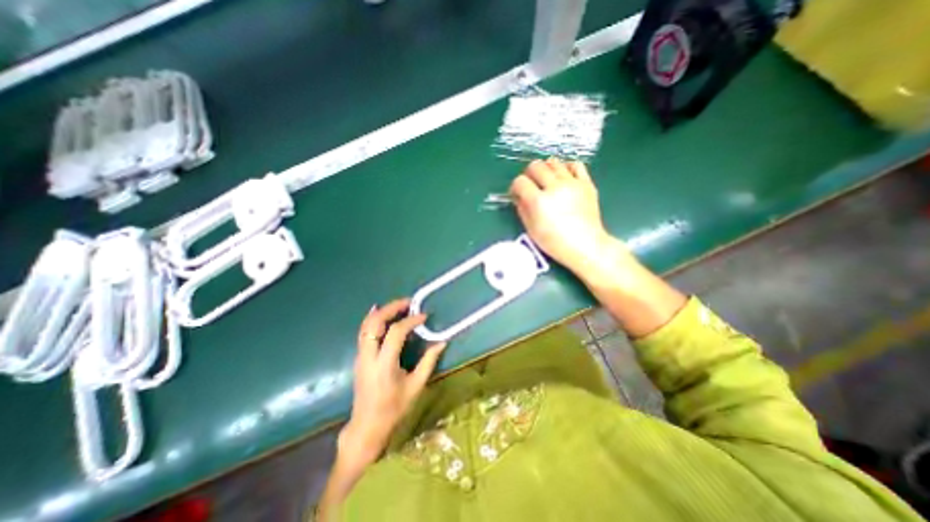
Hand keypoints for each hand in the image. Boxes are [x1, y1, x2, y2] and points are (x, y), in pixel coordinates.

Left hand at [340, 299, 446, 465]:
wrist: (367, 426)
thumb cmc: (394, 409)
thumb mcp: (415, 386)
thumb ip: (428, 362)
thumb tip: (441, 342)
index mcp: (384, 365)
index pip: (396, 333)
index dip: (410, 321)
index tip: (424, 316)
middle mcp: (368, 357)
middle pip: (375, 323)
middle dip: (392, 308)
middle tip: (409, 302)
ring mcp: (360, 356)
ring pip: (366, 325)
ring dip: (382, 311)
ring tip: (399, 305)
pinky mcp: (359, 357)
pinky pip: (364, 332)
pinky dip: (373, 319)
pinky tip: (382, 312)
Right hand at [512, 160, 619, 275]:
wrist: (585, 246)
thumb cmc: (555, 243)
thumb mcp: (531, 230)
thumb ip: (522, 210)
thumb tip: (519, 197)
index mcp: (539, 201)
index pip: (520, 182)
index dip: (515, 186)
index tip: (517, 193)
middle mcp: (554, 187)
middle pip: (536, 166)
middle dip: (528, 174)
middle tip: (531, 185)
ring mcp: (572, 183)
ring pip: (554, 162)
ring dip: (546, 169)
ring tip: (547, 180)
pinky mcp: (586, 183)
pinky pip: (576, 165)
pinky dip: (566, 167)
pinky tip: (564, 176)